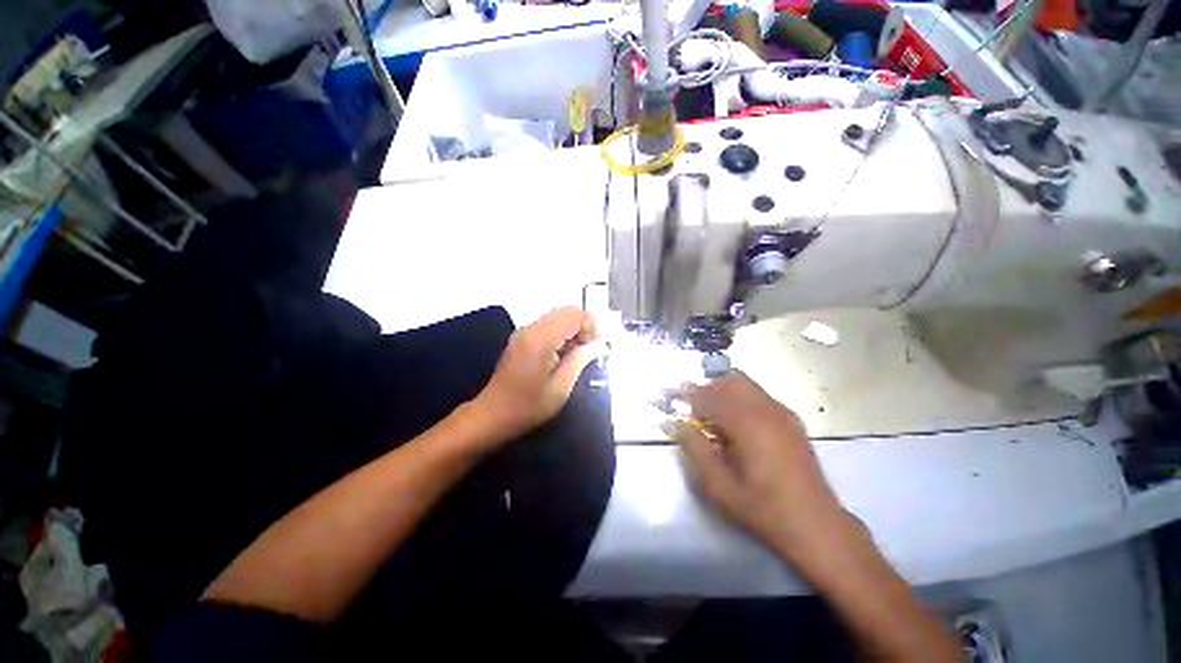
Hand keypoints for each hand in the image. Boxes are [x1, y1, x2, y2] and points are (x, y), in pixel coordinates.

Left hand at [469, 307, 603, 443]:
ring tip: (576, 356)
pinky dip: (562, 334)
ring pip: (558, 317)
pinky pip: (549, 325)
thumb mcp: (560, 389)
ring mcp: (524, 331)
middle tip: (588, 351)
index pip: (574, 315)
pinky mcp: (522, 338)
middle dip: (583, 327)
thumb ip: (579, 361)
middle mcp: (531, 328)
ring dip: (572, 331)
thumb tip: (595, 345)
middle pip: (566, 311)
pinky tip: (561, 356)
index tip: (594, 349)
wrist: (492, 414)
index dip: (591, 327)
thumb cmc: (528, 406)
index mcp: (540, 339)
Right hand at [663, 372, 848, 560]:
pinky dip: (741, 398)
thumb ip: (694, 448)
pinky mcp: (792, 420)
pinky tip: (738, 423)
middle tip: (694, 407)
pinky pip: (760, 395)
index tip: (674, 398)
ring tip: (714, 414)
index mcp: (747, 424)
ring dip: (725, 391)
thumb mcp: (718, 485)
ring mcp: (782, 413)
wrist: (816, 525)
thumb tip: (673, 422)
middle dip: (708, 388)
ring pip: (747, 385)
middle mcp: (766, 410)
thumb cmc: (762, 508)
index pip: (711, 396)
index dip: (689, 395)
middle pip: (730, 380)